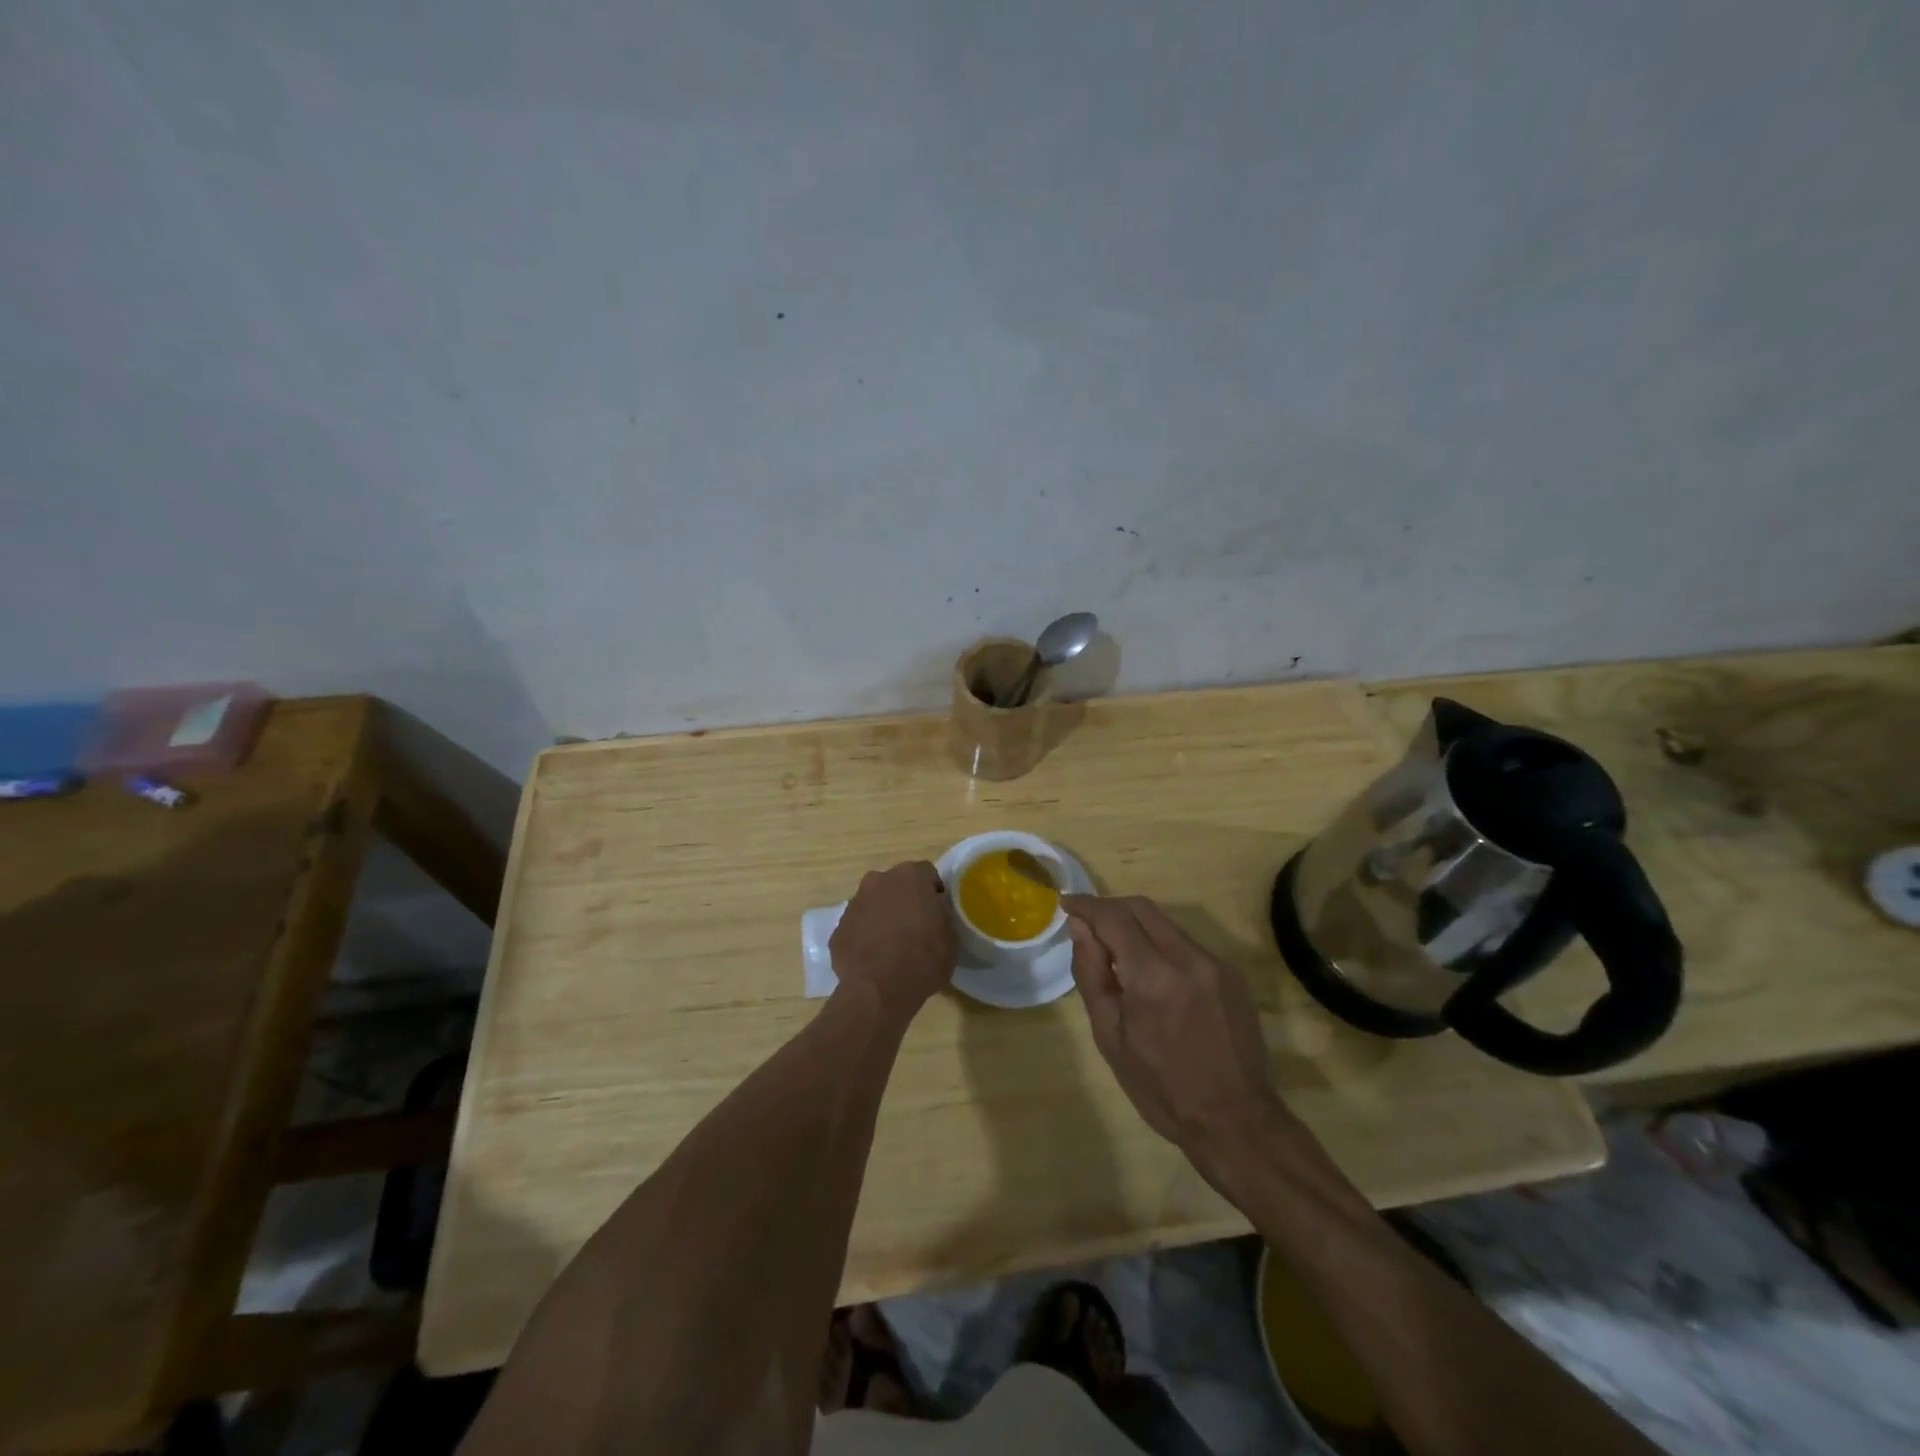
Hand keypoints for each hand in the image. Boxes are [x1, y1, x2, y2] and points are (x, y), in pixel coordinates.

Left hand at [830, 861, 956, 1017]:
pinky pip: (856, 928)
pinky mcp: (838, 930)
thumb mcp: (950, 936)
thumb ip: (941, 916)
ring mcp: (854, 905)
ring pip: (872, 904)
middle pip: (894, 885)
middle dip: (903, 900)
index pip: (926, 873)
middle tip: (915, 926)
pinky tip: (874, 961)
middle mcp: (878, 881)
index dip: (933, 891)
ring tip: (892, 947)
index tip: (938, 911)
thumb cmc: (924, 957)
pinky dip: (864, 938)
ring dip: (881, 917)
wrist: (880, 988)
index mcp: (910, 876)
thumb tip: (933, 916)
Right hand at [1063, 894, 1290, 1169]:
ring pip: (1166, 924)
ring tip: (1117, 952)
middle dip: (1110, 909)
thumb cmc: (1161, 1088)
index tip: (1066, 905)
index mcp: (1153, 976)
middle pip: (1142, 908)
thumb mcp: (1110, 1037)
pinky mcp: (1232, 975)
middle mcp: (1188, 958)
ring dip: (1136, 926)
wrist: (1236, 1122)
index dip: (1086, 905)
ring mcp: (1216, 964)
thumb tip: (1080, 928)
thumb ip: (1092, 974)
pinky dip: (1162, 946)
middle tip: (1087, 924)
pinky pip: (1187, 945)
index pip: (1113, 917)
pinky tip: (1153, 976)